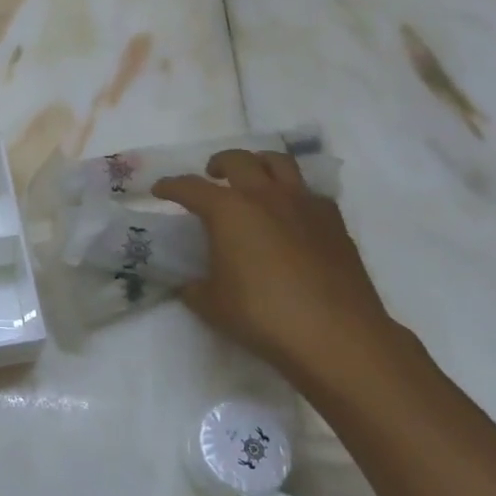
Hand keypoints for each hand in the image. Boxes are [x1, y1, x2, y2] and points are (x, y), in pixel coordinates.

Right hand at [154, 151, 423, 397]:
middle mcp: (265, 196)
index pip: (190, 187)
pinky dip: (292, 194)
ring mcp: (304, 204)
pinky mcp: (333, 221)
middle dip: (218, 164)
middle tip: (211, 177)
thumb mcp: (212, 305)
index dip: (170, 186)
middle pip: (238, 160)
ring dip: (259, 164)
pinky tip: (289, 216)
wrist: (337, 335)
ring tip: (252, 181)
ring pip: (279, 162)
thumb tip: (190, 283)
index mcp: (229, 210)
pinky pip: (308, 192)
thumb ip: (194, 287)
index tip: (159, 190)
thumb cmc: (263, 316)